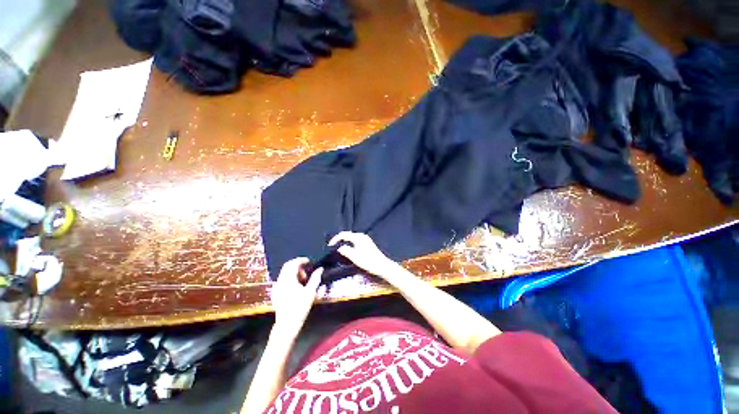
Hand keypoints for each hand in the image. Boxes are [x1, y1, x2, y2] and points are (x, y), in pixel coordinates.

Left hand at [271, 258, 322, 339]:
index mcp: (288, 280)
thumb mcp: (310, 292)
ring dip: (294, 273)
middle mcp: (280, 281)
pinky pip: (282, 280)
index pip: (293, 263)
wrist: (287, 324)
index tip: (309, 261)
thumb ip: (315, 279)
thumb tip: (320, 269)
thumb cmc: (300, 308)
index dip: (301, 260)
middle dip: (297, 266)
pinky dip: (290, 278)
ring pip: (284, 273)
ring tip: (303, 281)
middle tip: (306, 272)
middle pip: (287, 266)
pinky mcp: (276, 293)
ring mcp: (276, 287)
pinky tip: (296, 287)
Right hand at [328, 232, 399, 278]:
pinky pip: (355, 241)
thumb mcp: (355, 257)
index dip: (335, 239)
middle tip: (333, 247)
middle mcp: (362, 236)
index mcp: (358, 237)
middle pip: (347, 235)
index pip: (344, 234)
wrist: (382, 266)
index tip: (329, 245)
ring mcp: (365, 240)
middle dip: (339, 240)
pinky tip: (348, 251)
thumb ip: (345, 251)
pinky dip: (349, 244)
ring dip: (344, 242)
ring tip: (339, 250)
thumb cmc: (369, 262)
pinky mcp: (367, 244)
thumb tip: (339, 248)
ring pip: (351, 238)